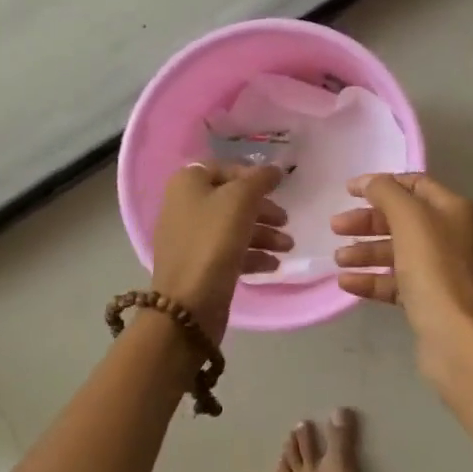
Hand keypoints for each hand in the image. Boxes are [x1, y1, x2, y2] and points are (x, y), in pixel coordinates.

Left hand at [150, 163, 290, 342]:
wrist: (188, 304)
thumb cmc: (213, 239)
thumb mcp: (241, 199)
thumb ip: (261, 179)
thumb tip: (275, 169)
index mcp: (188, 184)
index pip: (225, 168)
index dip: (252, 174)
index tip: (276, 187)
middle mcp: (185, 206)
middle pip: (232, 199)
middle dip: (263, 210)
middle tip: (286, 220)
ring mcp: (191, 238)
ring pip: (234, 227)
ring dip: (264, 234)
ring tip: (287, 246)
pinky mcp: (200, 265)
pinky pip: (229, 251)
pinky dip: (252, 255)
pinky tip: (273, 265)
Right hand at [331, 173, 472, 441]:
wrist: (458, 338)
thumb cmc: (434, 269)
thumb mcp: (409, 219)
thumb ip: (386, 193)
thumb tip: (369, 182)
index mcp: (454, 210)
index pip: (415, 185)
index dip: (381, 184)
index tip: (348, 190)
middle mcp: (451, 236)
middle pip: (403, 219)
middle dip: (368, 221)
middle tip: (335, 227)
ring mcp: (442, 270)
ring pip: (397, 251)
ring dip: (366, 251)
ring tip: (338, 258)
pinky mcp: (430, 300)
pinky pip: (396, 282)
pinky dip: (372, 279)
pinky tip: (346, 283)